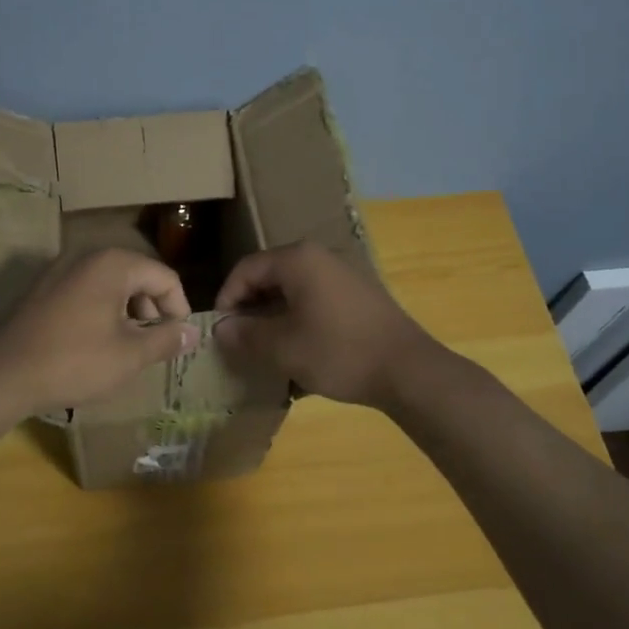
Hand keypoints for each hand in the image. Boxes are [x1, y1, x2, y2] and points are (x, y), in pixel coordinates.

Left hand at [0, 248, 199, 416]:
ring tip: (127, 346)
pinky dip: (102, 311)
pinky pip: (87, 291)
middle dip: (152, 309)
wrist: (4, 375)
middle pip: (138, 275)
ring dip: (128, 311)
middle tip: (153, 343)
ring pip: (111, 284)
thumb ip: (166, 340)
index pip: (164, 277)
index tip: (177, 339)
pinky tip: (97, 343)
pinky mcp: (44, 288)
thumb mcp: (129, 355)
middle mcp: (87, 256)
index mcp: (113, 264)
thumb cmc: (75, 361)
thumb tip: (194, 333)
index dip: (179, 308)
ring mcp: (61, 270)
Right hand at [214, 242, 437, 407]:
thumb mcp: (283, 348)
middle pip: (270, 277)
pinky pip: (316, 301)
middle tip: (239, 340)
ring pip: (293, 291)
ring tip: (265, 349)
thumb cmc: (338, 352)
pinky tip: (299, 351)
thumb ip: (246, 335)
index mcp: (298, 260)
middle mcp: (320, 258)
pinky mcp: (358, 296)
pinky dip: (299, 321)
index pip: (246, 269)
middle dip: (250, 308)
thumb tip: (221, 329)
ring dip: (274, 317)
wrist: (409, 370)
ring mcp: (343, 275)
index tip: (220, 330)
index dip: (227, 298)